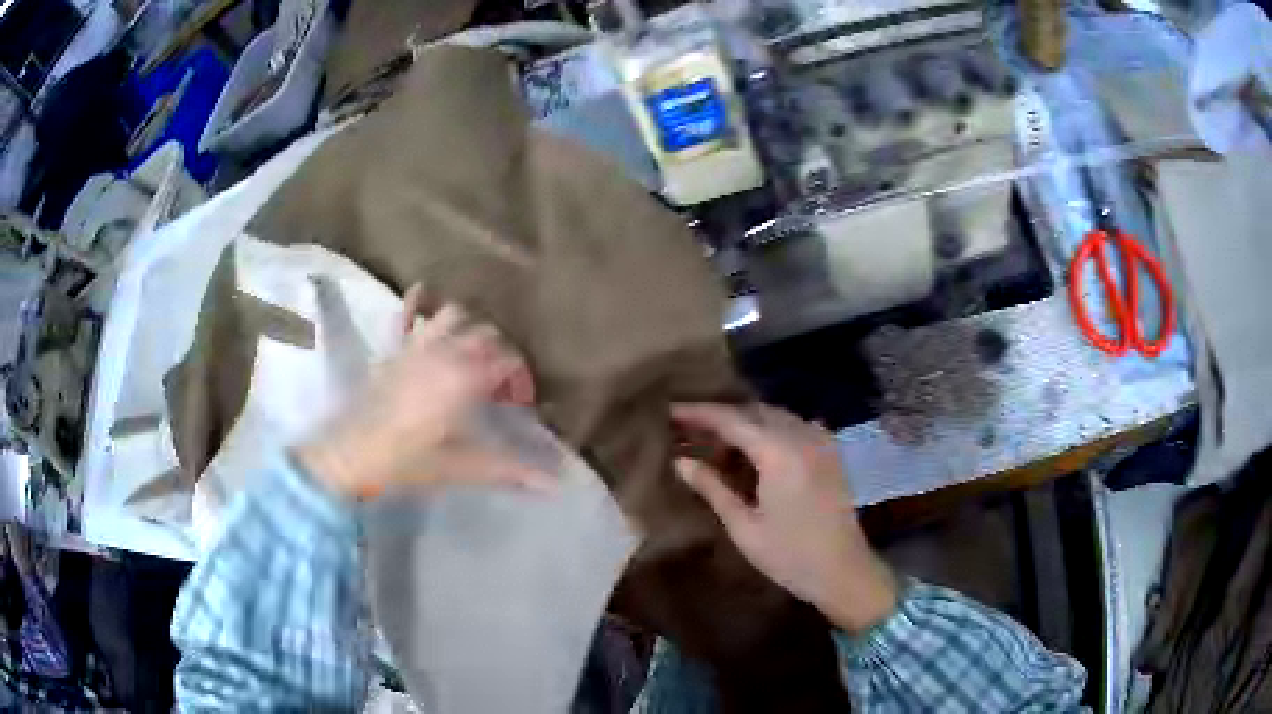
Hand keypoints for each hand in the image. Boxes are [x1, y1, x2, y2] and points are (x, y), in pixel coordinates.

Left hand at [296, 285, 551, 499]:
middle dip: (501, 354)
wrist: (352, 454)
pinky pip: (407, 313)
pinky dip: (418, 301)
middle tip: (500, 387)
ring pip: (455, 315)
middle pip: (487, 335)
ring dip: (469, 328)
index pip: (509, 361)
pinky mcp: (394, 348)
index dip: (522, 380)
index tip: (521, 405)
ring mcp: (417, 345)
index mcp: (465, 378)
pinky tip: (424, 293)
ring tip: (472, 352)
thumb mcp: (461, 467)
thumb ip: (508, 470)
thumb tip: (555, 484)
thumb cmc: (407, 462)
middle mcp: (445, 352)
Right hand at [672, 403, 898, 634]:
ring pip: (776, 416)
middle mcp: (802, 436)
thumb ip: (713, 489)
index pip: (731, 420)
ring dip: (746, 421)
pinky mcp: (831, 453)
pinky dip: (771, 428)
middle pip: (754, 411)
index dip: (699, 412)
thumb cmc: (789, 556)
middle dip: (721, 415)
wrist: (844, 572)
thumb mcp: (744, 527)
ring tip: (717, 440)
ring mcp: (821, 442)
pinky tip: (757, 448)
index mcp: (779, 453)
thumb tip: (681, 462)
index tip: (670, 410)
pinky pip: (795, 425)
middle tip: (690, 429)